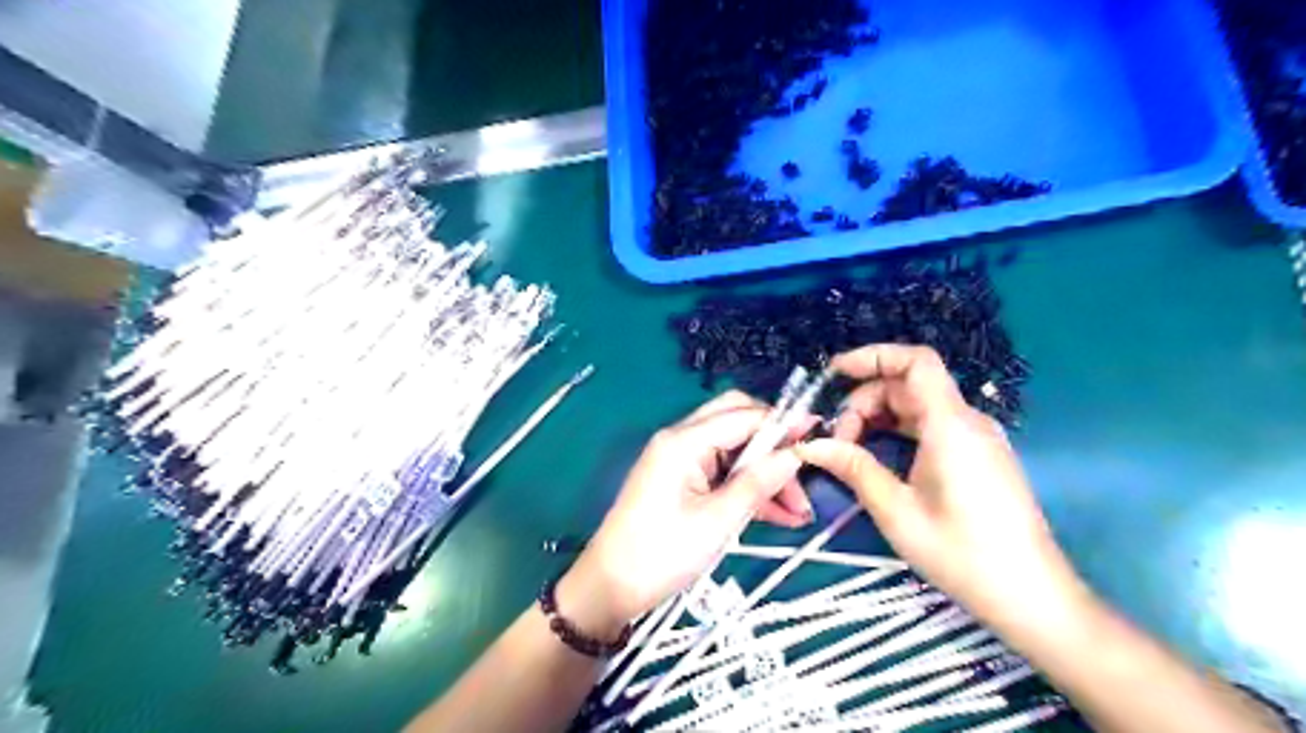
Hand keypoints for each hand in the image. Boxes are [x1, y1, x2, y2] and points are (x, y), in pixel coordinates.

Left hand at [559, 393, 807, 638]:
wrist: (610, 587)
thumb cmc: (661, 554)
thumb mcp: (717, 521)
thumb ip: (758, 483)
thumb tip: (795, 454)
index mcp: (684, 441)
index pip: (743, 416)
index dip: (783, 423)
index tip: (820, 435)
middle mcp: (681, 439)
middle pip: (737, 421)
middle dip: (773, 445)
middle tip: (803, 473)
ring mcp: (680, 459)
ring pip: (734, 450)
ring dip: (765, 472)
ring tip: (798, 510)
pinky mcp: (681, 479)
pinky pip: (722, 472)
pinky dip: (747, 487)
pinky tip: (777, 514)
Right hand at [798, 346, 1093, 631]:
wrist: (1030, 596)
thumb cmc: (961, 552)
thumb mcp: (896, 510)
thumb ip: (853, 467)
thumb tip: (811, 445)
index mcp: (951, 425)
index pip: (915, 362)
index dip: (873, 356)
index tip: (835, 372)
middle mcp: (968, 421)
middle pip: (909, 385)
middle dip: (865, 401)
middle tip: (837, 440)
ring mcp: (977, 438)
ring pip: (919, 406)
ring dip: (880, 417)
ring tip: (851, 449)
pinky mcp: (979, 455)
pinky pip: (933, 426)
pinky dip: (900, 430)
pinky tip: (879, 457)